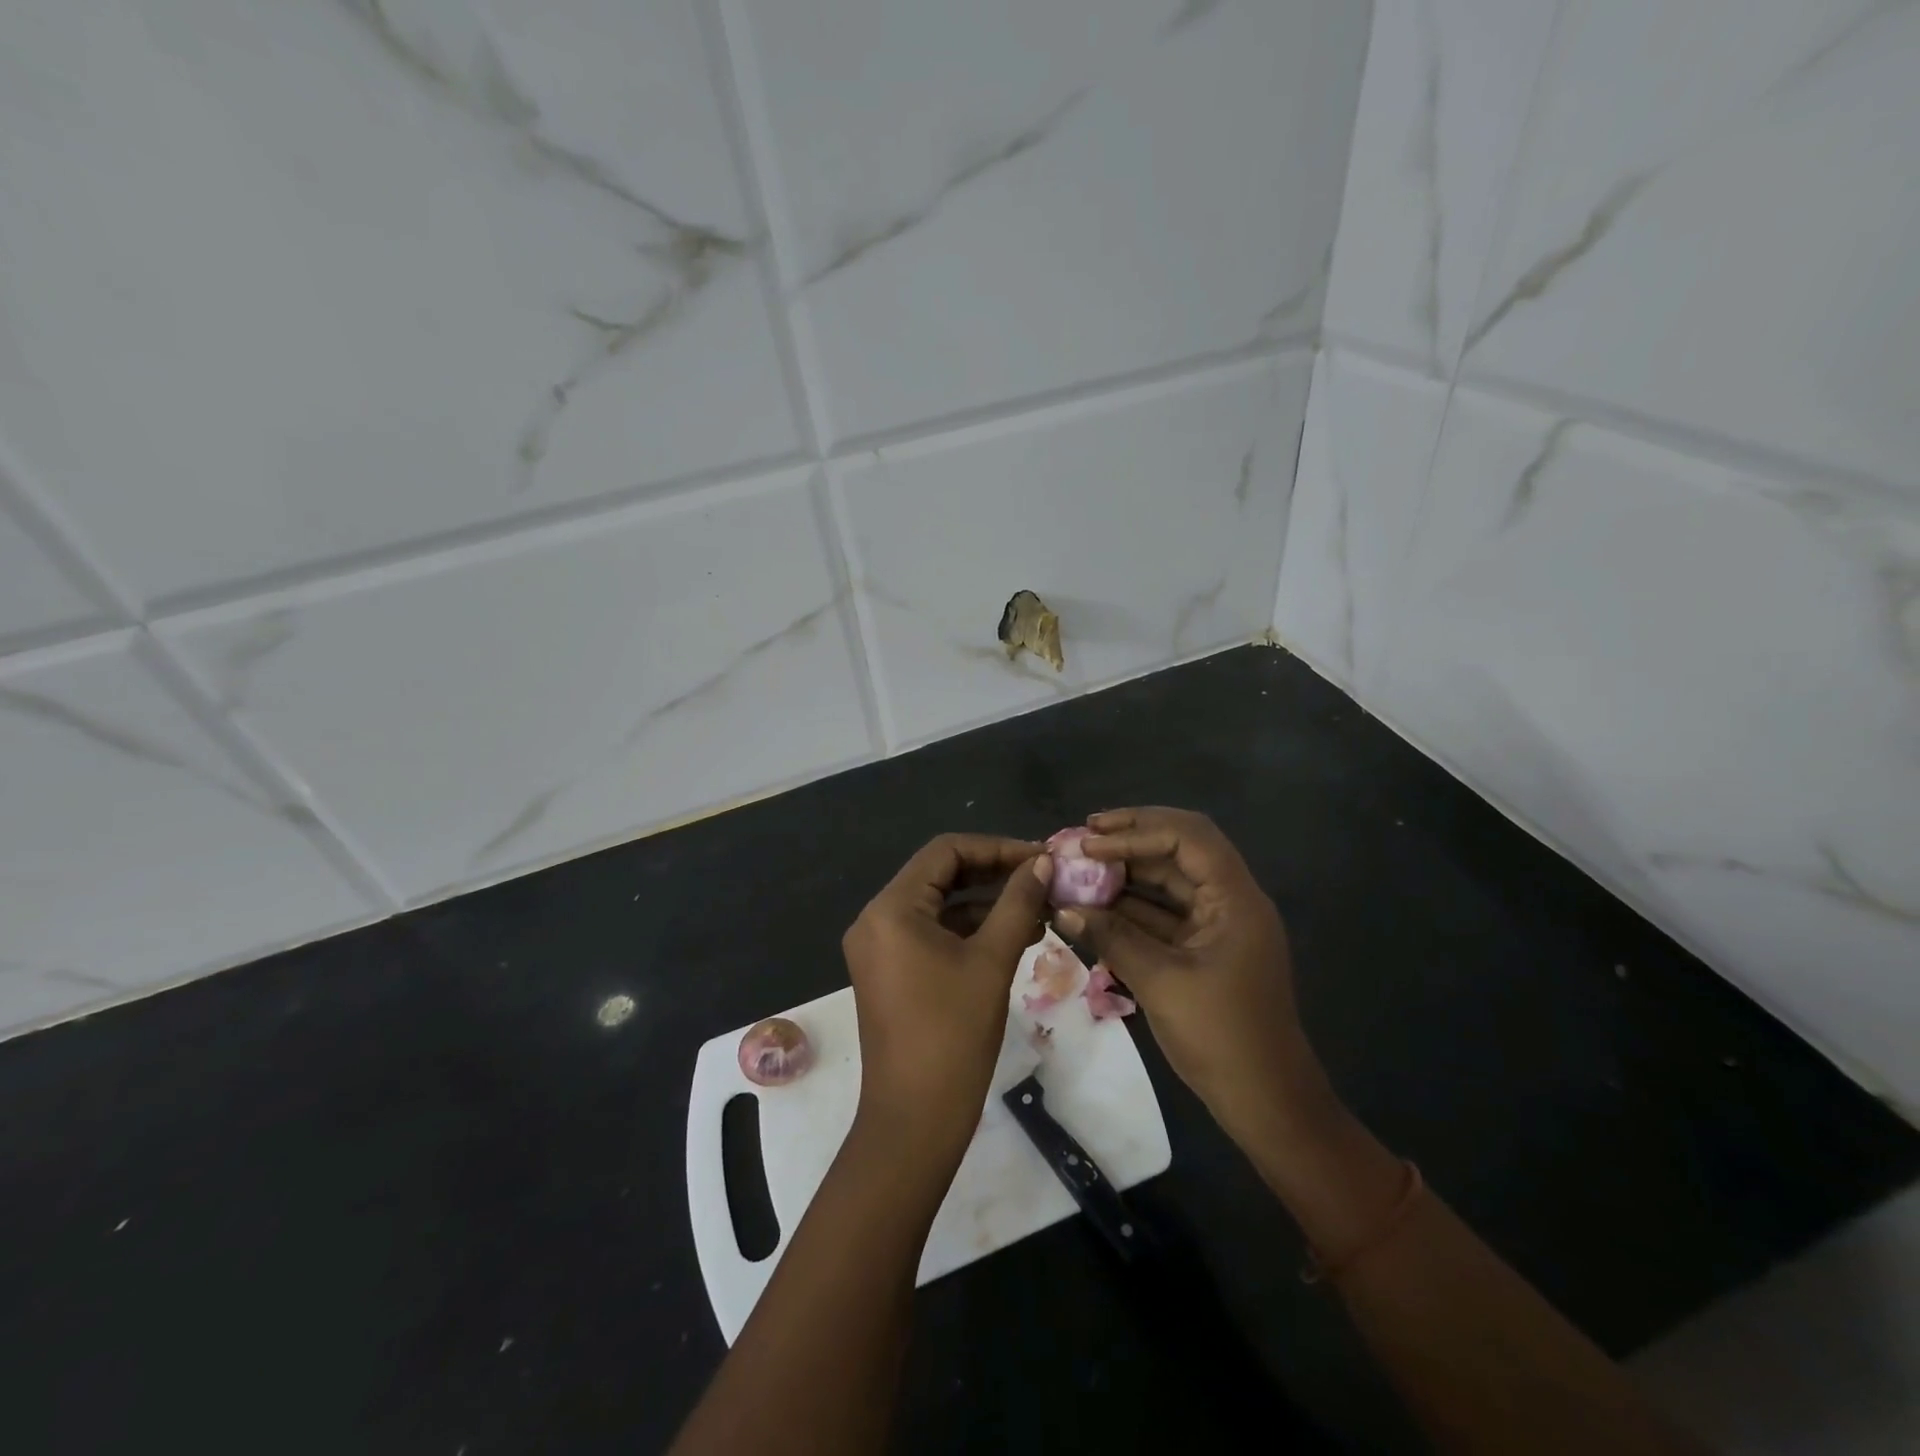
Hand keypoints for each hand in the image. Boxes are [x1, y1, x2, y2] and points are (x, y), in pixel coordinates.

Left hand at [841, 835, 1051, 1163]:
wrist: (915, 1121)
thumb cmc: (953, 1034)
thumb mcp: (992, 961)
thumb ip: (1018, 903)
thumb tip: (1043, 862)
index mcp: (892, 908)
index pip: (946, 851)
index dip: (996, 848)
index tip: (1040, 858)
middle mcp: (877, 919)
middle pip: (940, 875)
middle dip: (994, 874)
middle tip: (1044, 879)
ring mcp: (881, 947)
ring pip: (940, 906)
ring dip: (987, 904)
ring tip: (1040, 909)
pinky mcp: (891, 971)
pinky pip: (932, 934)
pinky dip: (970, 931)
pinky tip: (1015, 937)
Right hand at [1054, 808, 1332, 1142]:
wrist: (1266, 1102)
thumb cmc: (1221, 1037)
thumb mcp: (1161, 982)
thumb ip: (1111, 937)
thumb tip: (1062, 908)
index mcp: (1235, 898)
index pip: (1187, 838)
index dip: (1136, 831)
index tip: (1090, 841)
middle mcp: (1229, 900)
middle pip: (1180, 849)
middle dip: (1131, 838)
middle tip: (1083, 836)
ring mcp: (1216, 925)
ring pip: (1168, 881)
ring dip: (1126, 873)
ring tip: (1080, 867)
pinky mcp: (1202, 949)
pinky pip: (1163, 914)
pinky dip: (1130, 907)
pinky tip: (1093, 907)